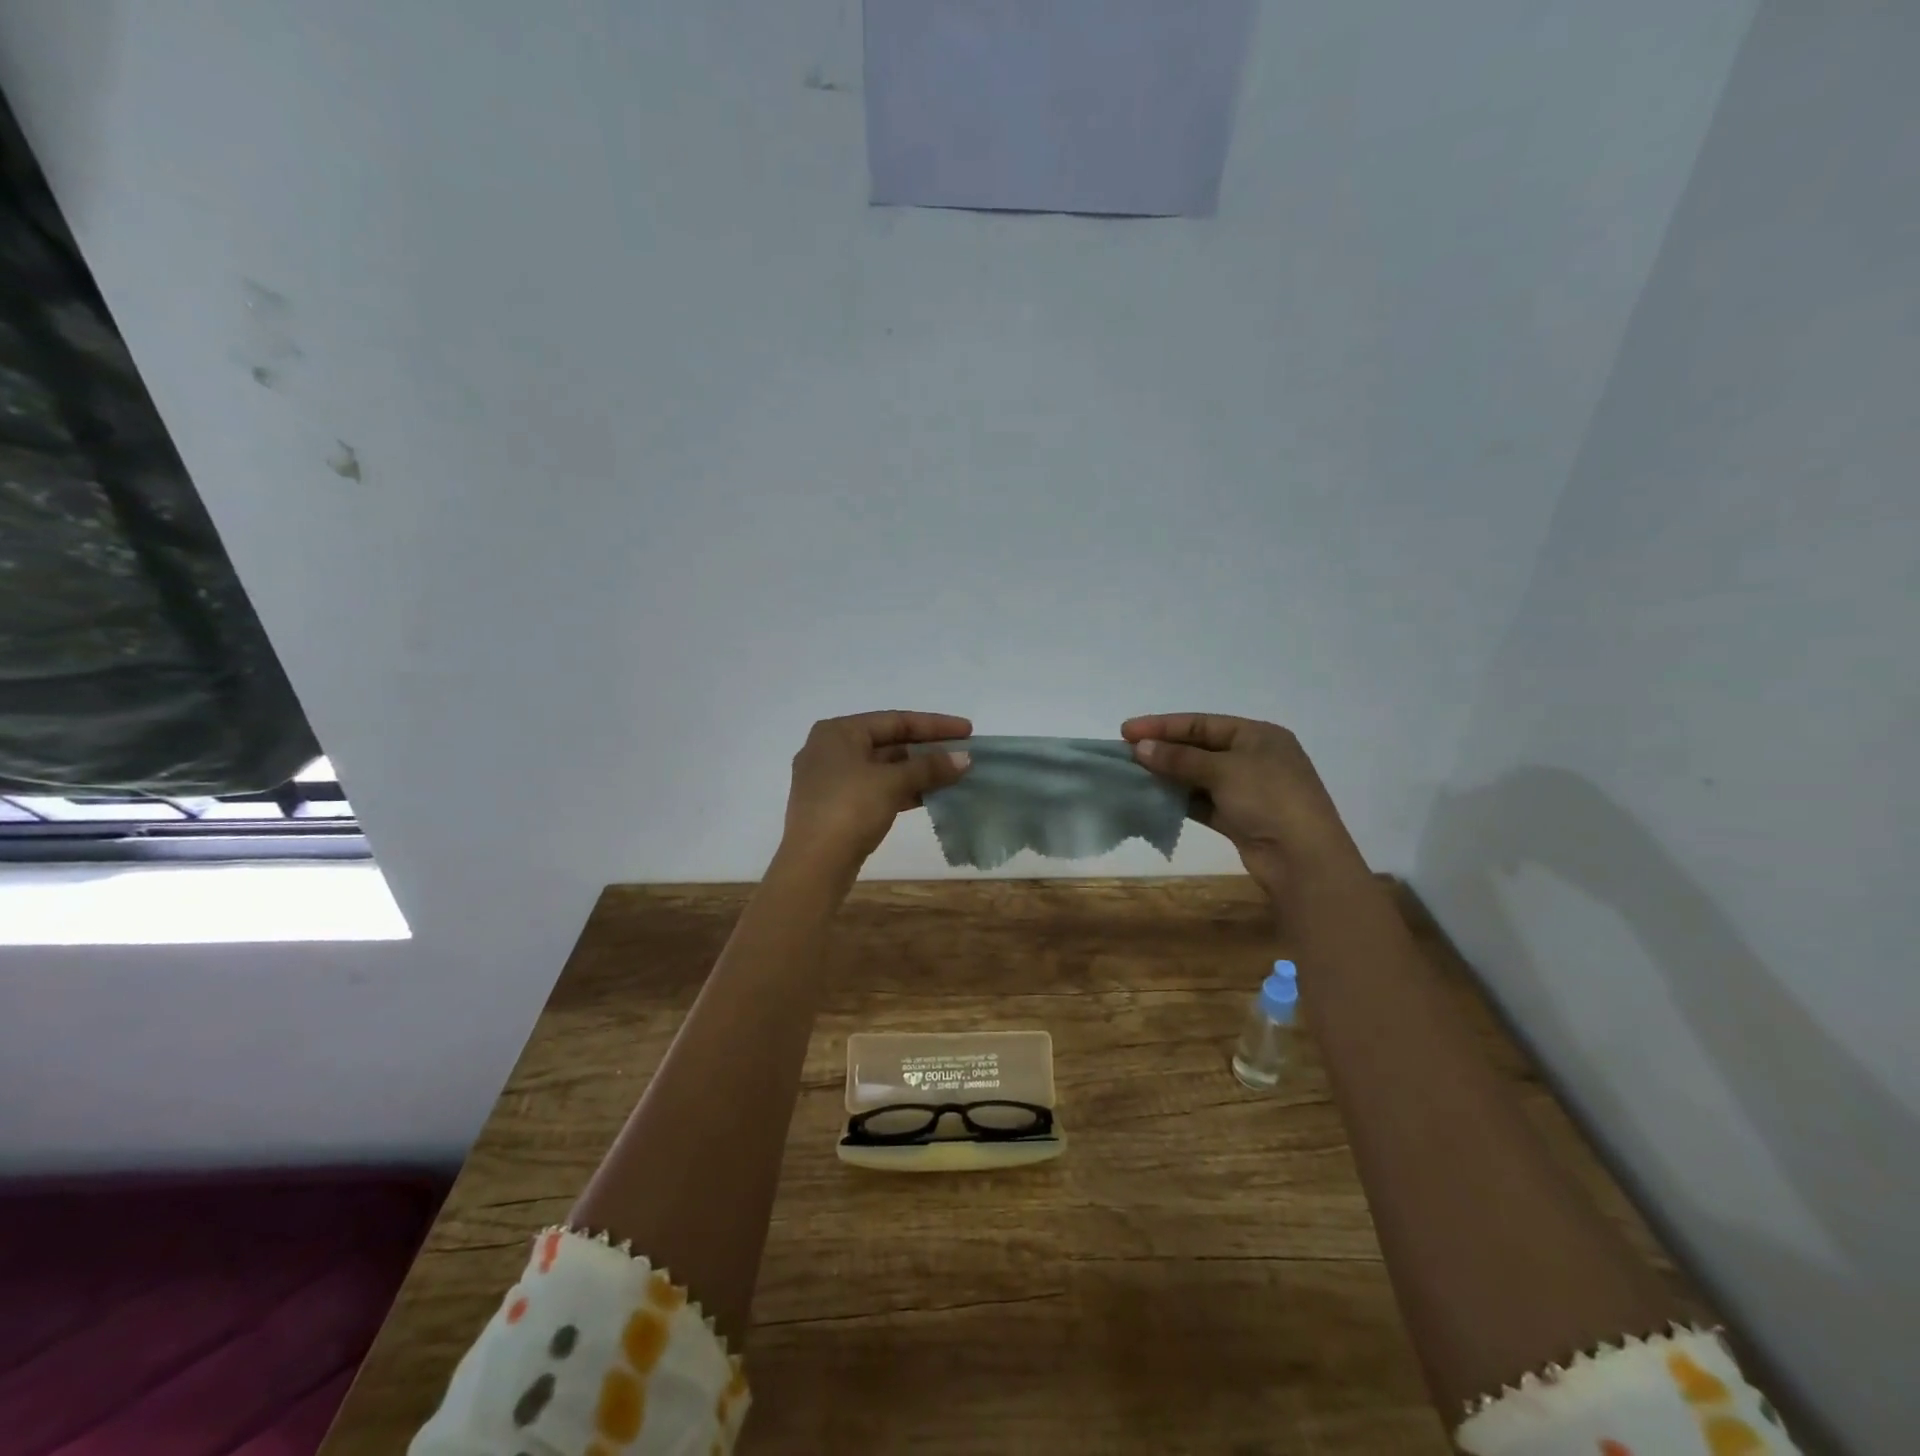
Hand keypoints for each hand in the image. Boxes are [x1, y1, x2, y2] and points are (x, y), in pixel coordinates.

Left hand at [779, 710, 972, 882]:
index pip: (894, 720)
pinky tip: (932, 796)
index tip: (967, 731)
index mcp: (837, 732)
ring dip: (919, 772)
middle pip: (889, 743)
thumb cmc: (849, 809)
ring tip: (955, 775)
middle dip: (927, 750)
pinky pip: (877, 789)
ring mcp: (832, 780)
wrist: (814, 865)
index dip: (934, 725)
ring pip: (884, 768)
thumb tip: (965, 758)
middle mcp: (831, 749)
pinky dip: (904, 790)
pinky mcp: (838, 807)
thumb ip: (929, 767)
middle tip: (964, 754)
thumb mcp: (892, 783)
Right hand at [1121, 713, 1365, 902]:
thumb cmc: (1269, 799)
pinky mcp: (1240, 818)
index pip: (1202, 723)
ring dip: (1169, 775)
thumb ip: (1179, 758)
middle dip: (1163, 750)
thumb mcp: (1223, 770)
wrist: (1302, 859)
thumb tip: (1140, 748)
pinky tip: (1154, 798)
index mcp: (1258, 735)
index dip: (1163, 725)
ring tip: (1134, 775)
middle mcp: (1254, 758)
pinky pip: (1203, 801)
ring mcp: (1248, 790)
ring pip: (1199, 776)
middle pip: (1199, 748)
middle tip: (1125, 753)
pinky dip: (1180, 799)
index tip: (1126, 731)